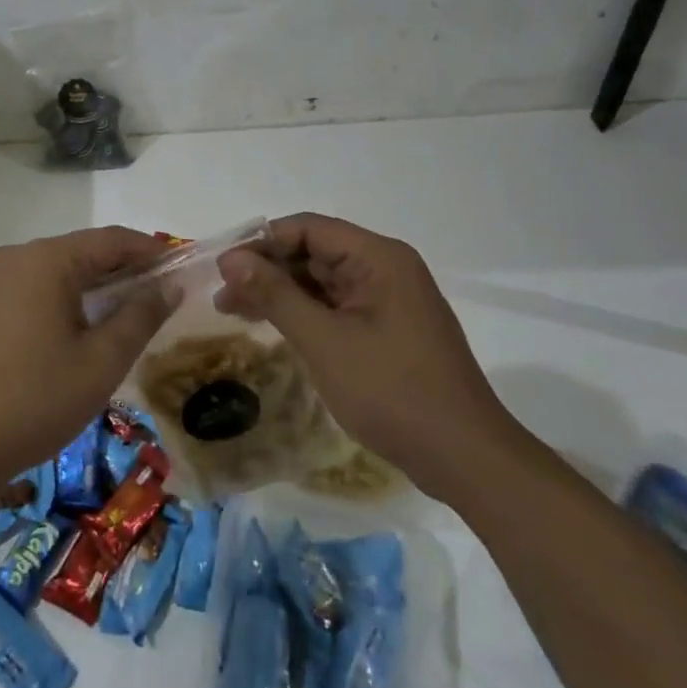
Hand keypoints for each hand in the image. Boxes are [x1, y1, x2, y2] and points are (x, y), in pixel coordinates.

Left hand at [0, 228, 175, 495]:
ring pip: (52, 274)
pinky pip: (27, 292)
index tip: (180, 269)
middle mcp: (13, 259)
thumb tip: (169, 285)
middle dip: (120, 272)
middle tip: (155, 301)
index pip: (110, 240)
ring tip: (119, 320)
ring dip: (88, 289)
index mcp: (45, 260)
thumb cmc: (33, 400)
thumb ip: (140, 317)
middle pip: (79, 253)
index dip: (149, 251)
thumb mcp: (100, 362)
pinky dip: (57, 303)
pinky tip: (70, 336)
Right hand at [213, 213, 512, 499]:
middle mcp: (385, 269)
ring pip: (321, 282)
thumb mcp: (323, 340)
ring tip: (234, 312)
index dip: (261, 243)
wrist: (464, 459)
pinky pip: (335, 307)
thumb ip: (275, 294)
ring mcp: (389, 301)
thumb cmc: (392, 391)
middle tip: (222, 297)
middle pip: (313, 253)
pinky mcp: (388, 330)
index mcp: (378, 258)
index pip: (307, 229)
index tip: (222, 269)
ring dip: (280, 294)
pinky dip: (302, 314)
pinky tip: (273, 327)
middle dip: (266, 270)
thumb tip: (231, 259)